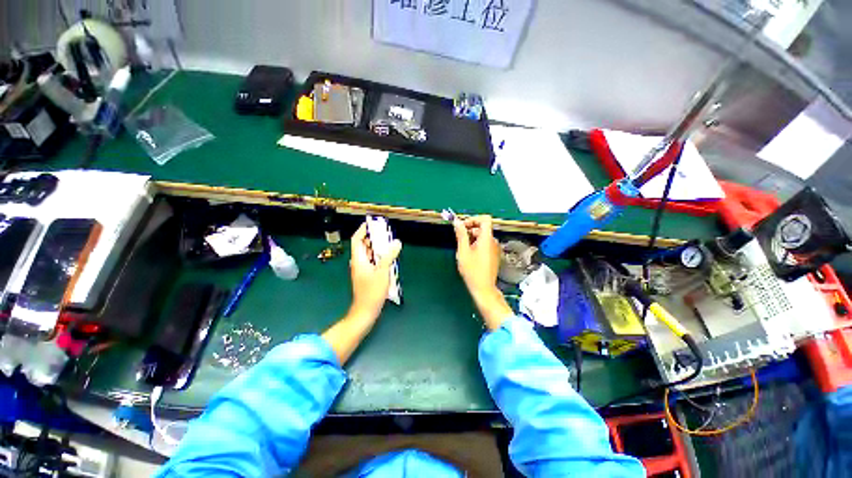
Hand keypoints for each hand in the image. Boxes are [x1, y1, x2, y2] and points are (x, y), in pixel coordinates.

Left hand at [347, 222, 401, 322]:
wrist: (366, 310)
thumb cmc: (372, 291)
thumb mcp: (382, 271)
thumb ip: (389, 256)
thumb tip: (396, 242)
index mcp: (358, 259)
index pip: (357, 240)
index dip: (362, 230)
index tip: (371, 223)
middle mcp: (358, 263)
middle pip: (363, 245)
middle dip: (372, 237)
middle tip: (383, 232)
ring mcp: (362, 270)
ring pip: (368, 253)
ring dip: (376, 247)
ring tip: (387, 242)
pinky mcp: (367, 275)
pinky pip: (372, 261)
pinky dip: (378, 256)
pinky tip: (388, 257)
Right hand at [453, 216, 512, 329]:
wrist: (483, 288)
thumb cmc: (472, 271)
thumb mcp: (463, 251)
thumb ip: (461, 235)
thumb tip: (457, 222)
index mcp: (487, 238)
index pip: (485, 219)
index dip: (473, 219)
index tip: (462, 226)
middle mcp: (493, 241)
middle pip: (482, 227)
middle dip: (470, 230)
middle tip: (459, 239)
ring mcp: (495, 249)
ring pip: (483, 236)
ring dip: (472, 238)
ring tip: (463, 249)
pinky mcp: (494, 255)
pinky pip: (485, 244)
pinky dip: (476, 244)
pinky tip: (470, 255)